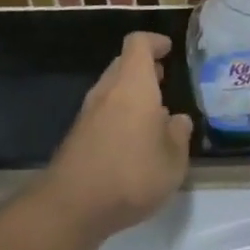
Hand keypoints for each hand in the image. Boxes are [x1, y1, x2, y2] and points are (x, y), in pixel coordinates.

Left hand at [43, 32, 193, 240]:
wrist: (71, 207)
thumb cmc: (131, 174)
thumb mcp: (173, 161)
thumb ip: (179, 136)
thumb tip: (178, 121)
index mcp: (133, 84)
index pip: (138, 43)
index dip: (154, 42)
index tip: (168, 50)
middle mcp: (107, 91)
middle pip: (123, 64)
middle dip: (143, 69)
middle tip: (163, 80)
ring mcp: (88, 113)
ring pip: (111, 89)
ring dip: (130, 94)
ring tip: (153, 114)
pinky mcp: (76, 136)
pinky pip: (102, 113)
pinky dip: (118, 116)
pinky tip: (132, 142)